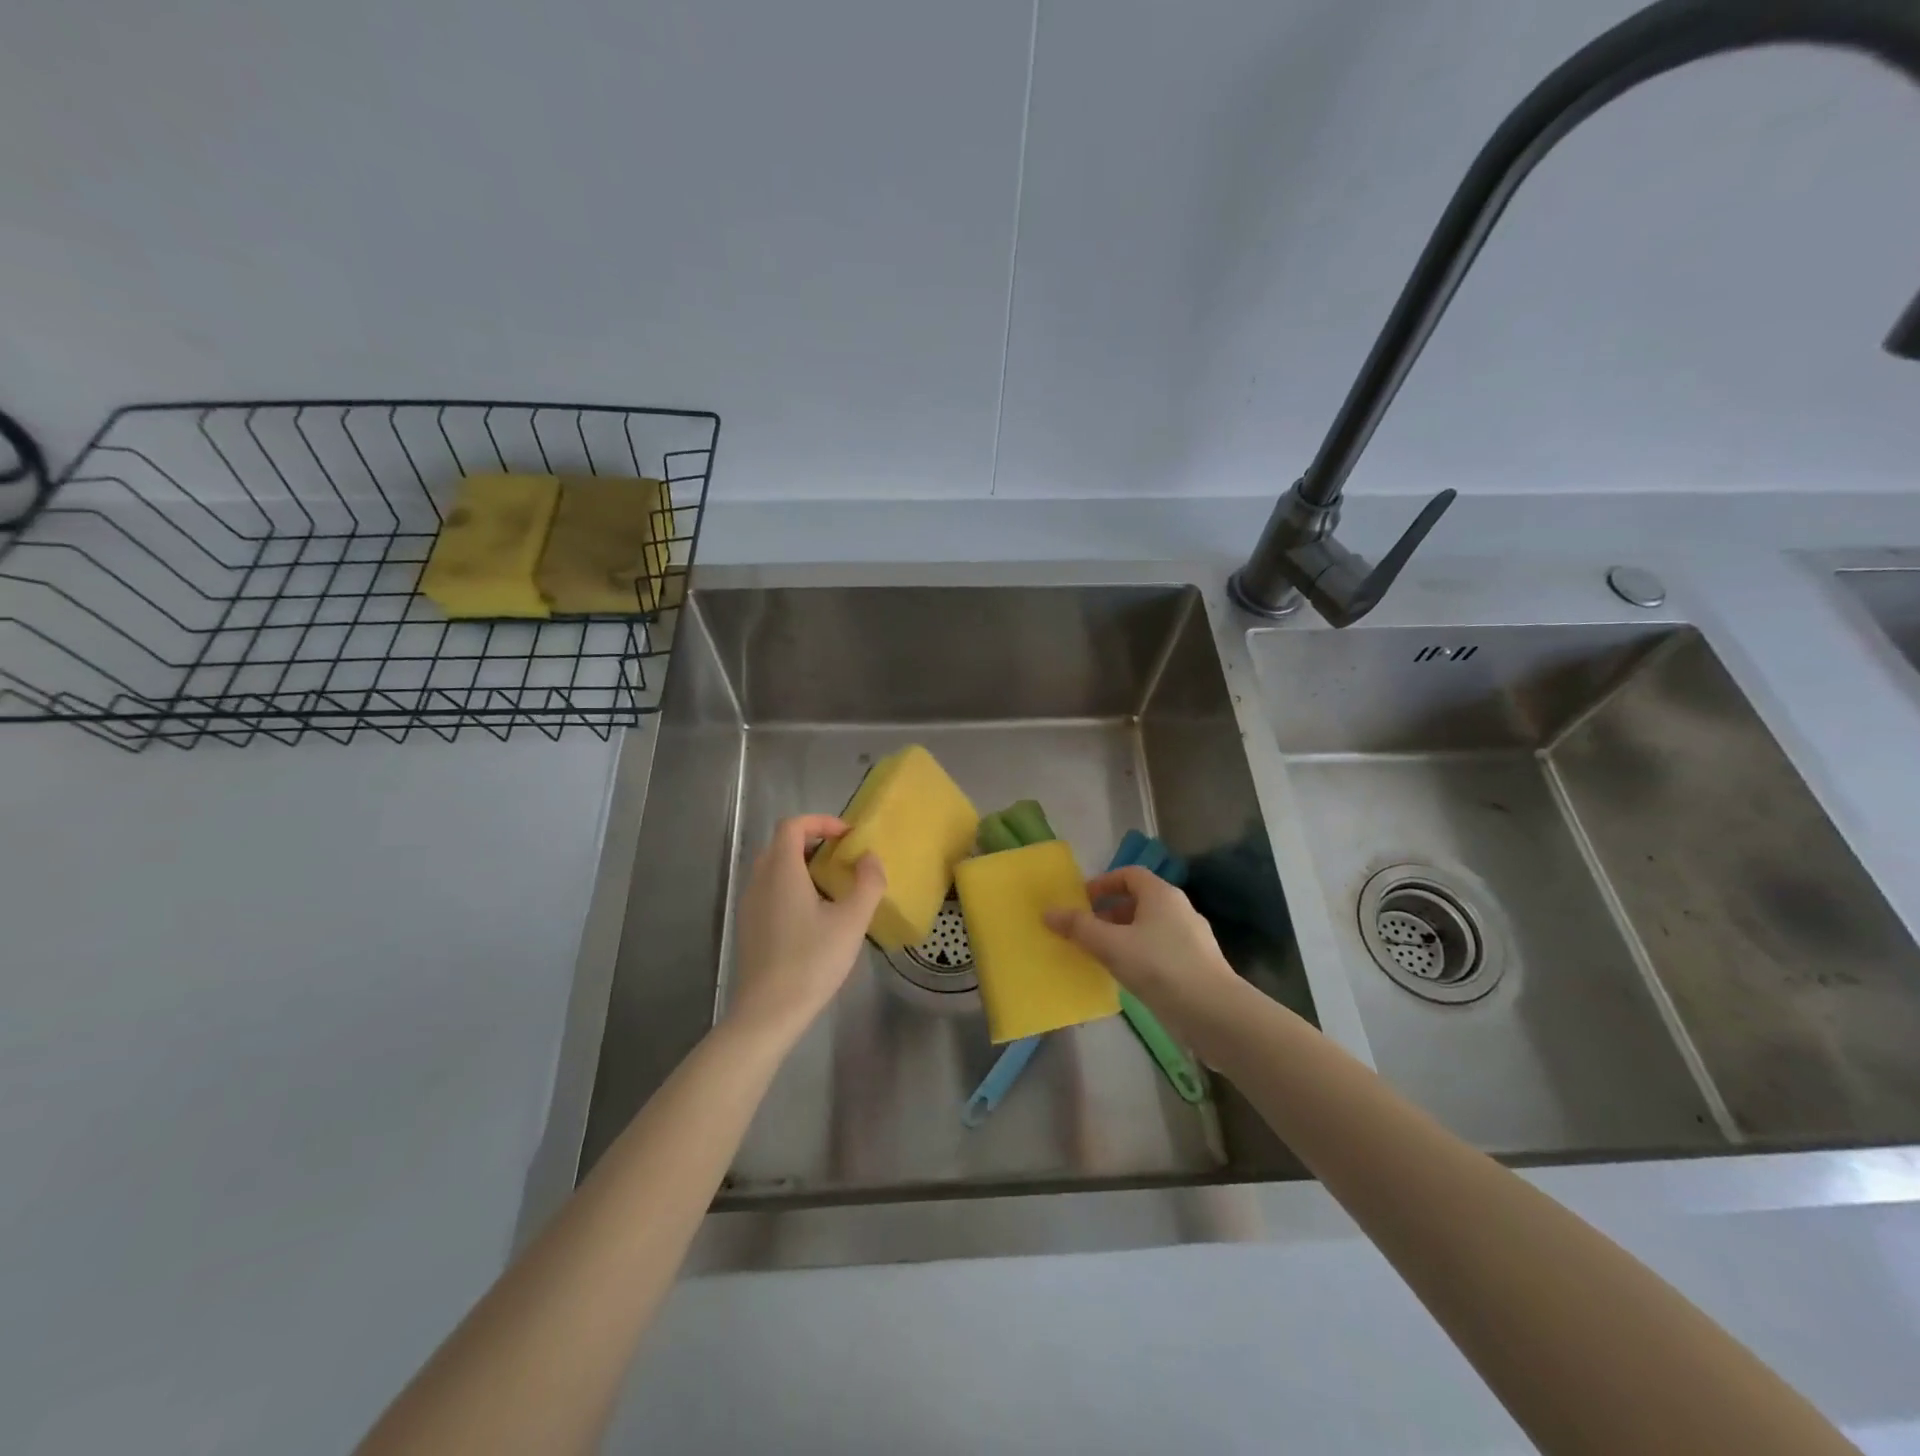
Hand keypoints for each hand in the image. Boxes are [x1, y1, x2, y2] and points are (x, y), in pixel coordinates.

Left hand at [725, 814, 885, 1046]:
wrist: (768, 1012)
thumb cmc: (812, 960)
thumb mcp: (851, 921)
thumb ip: (867, 883)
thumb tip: (870, 857)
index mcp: (781, 871)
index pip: (793, 825)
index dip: (821, 822)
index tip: (847, 837)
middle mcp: (759, 880)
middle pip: (781, 844)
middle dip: (813, 842)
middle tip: (842, 858)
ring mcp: (750, 904)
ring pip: (774, 868)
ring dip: (802, 865)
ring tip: (833, 886)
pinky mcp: (749, 926)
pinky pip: (770, 890)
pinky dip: (792, 886)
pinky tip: (815, 915)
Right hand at [1044, 865, 1237, 1027]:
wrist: (1214, 1013)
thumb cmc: (1159, 967)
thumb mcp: (1111, 945)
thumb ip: (1079, 927)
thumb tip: (1048, 912)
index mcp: (1161, 894)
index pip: (1129, 874)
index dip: (1103, 884)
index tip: (1082, 902)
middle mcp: (1179, 909)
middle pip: (1139, 901)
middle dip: (1110, 913)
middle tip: (1086, 932)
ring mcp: (1192, 938)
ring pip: (1150, 928)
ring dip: (1124, 937)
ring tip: (1102, 957)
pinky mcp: (1198, 965)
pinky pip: (1161, 950)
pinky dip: (1141, 956)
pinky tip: (1129, 979)